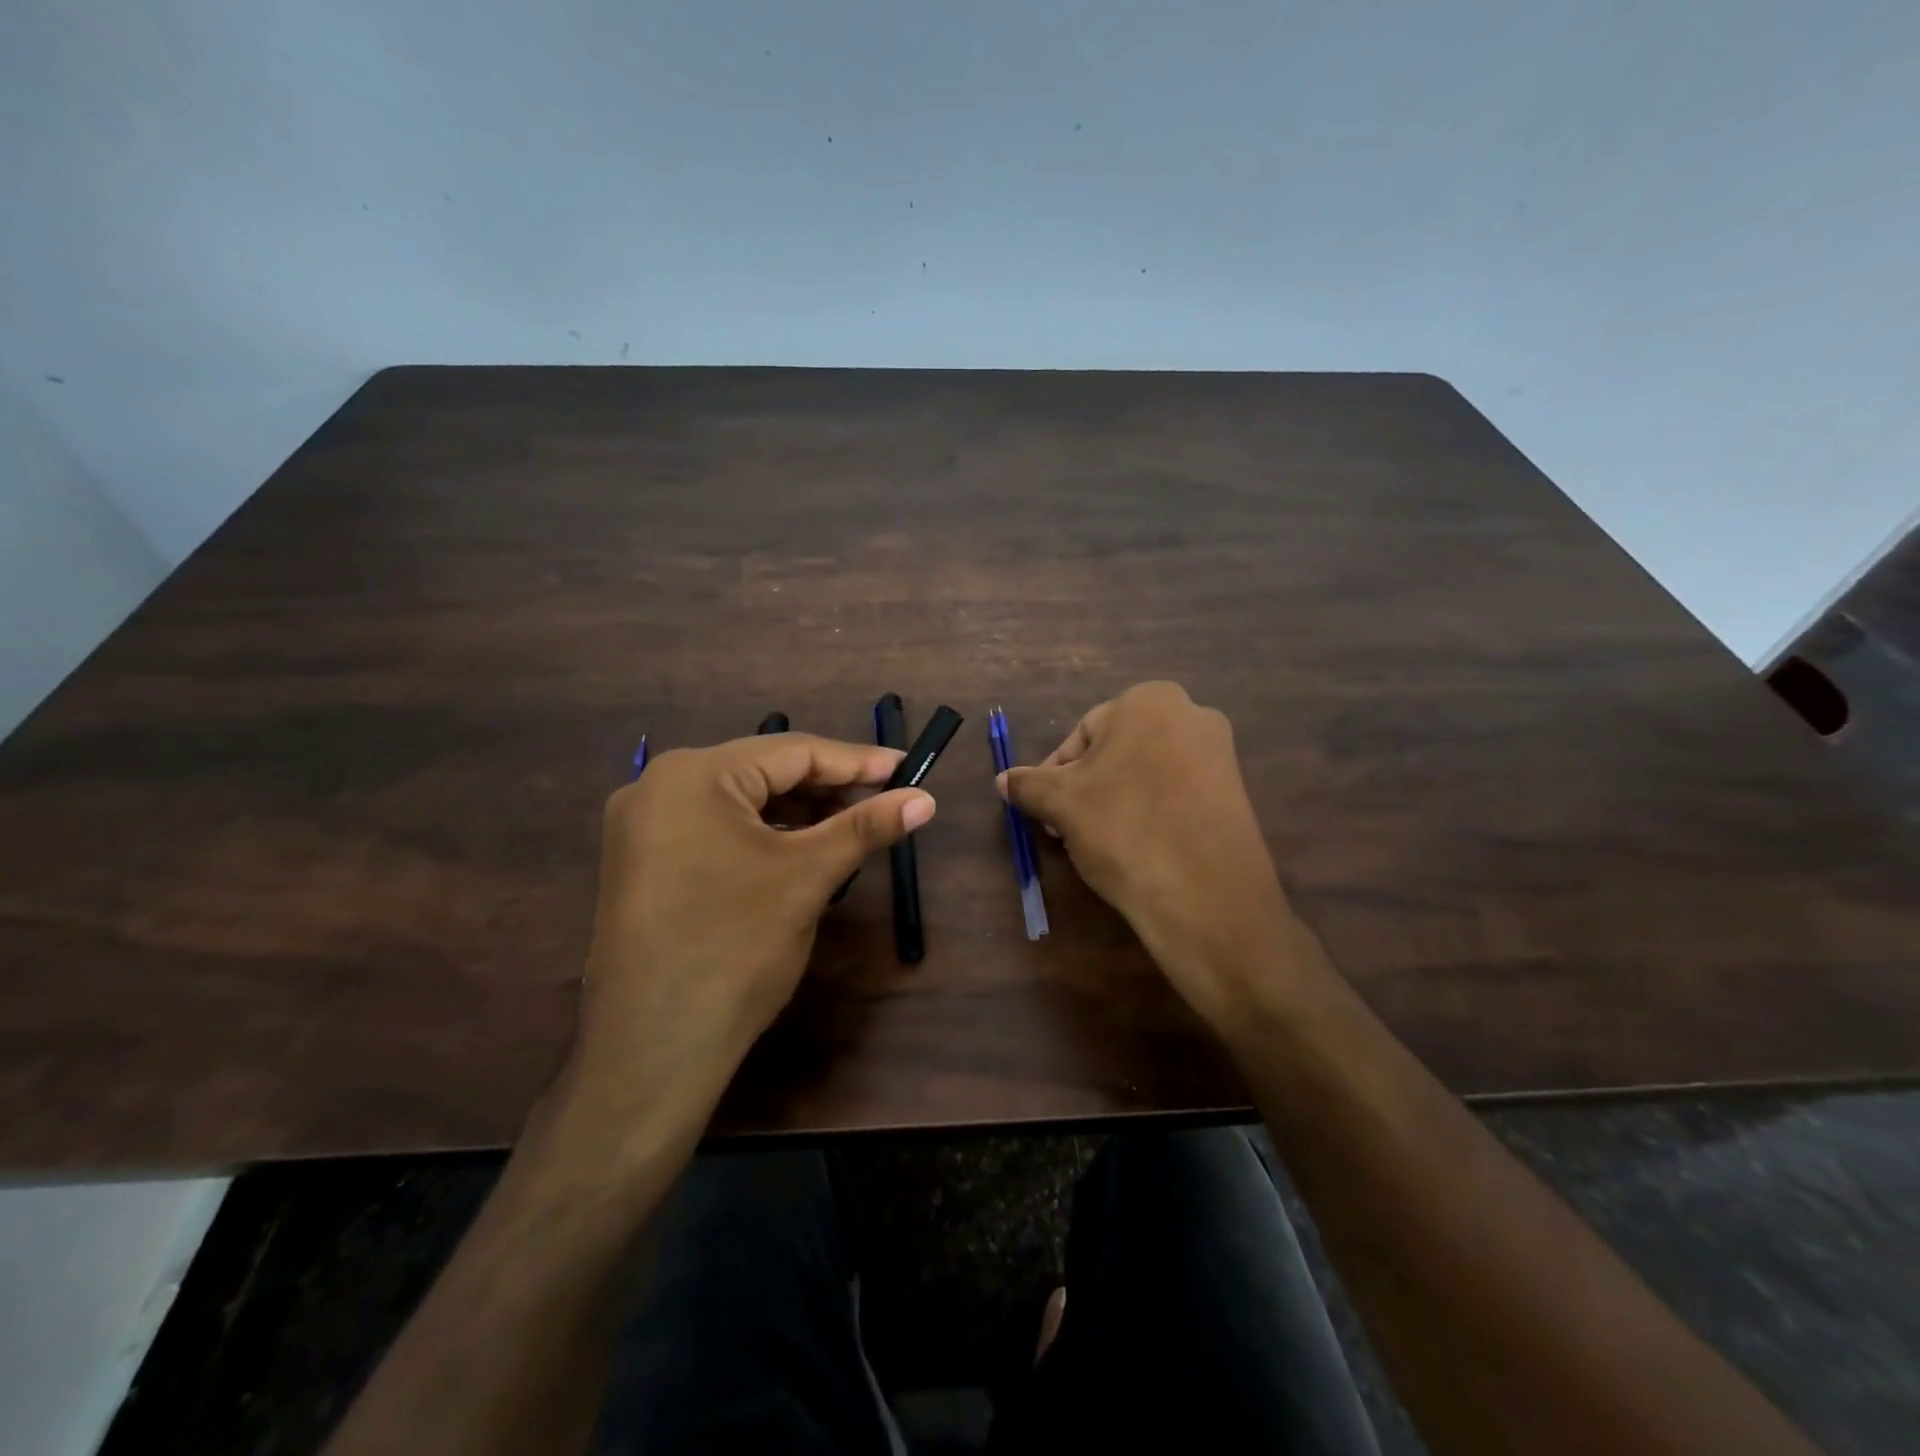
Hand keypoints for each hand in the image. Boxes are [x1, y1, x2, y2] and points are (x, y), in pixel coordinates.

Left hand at [567, 733, 934, 1119]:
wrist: (653, 1050)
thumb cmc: (736, 948)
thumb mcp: (808, 877)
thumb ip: (866, 826)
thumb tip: (925, 799)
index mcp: (693, 775)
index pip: (792, 751)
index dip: (856, 761)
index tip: (906, 768)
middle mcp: (657, 786)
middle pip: (763, 772)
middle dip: (827, 788)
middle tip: (883, 801)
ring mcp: (641, 826)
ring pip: (739, 801)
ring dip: (796, 811)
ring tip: (849, 827)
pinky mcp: (640, 861)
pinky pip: (714, 828)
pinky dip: (761, 834)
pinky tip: (797, 850)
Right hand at [998, 682, 1303, 1027]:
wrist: (1205, 895)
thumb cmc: (1123, 829)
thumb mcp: (1061, 804)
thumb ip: (1028, 784)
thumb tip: (1003, 780)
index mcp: (1149, 701)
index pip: (1082, 733)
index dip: (1054, 774)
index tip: (1044, 811)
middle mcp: (1191, 714)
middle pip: (1115, 752)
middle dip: (1084, 790)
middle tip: (1065, 829)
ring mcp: (1220, 754)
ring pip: (1144, 774)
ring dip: (1112, 803)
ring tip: (1096, 844)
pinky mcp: (1235, 793)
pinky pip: (1175, 794)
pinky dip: (1149, 814)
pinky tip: (1135, 849)